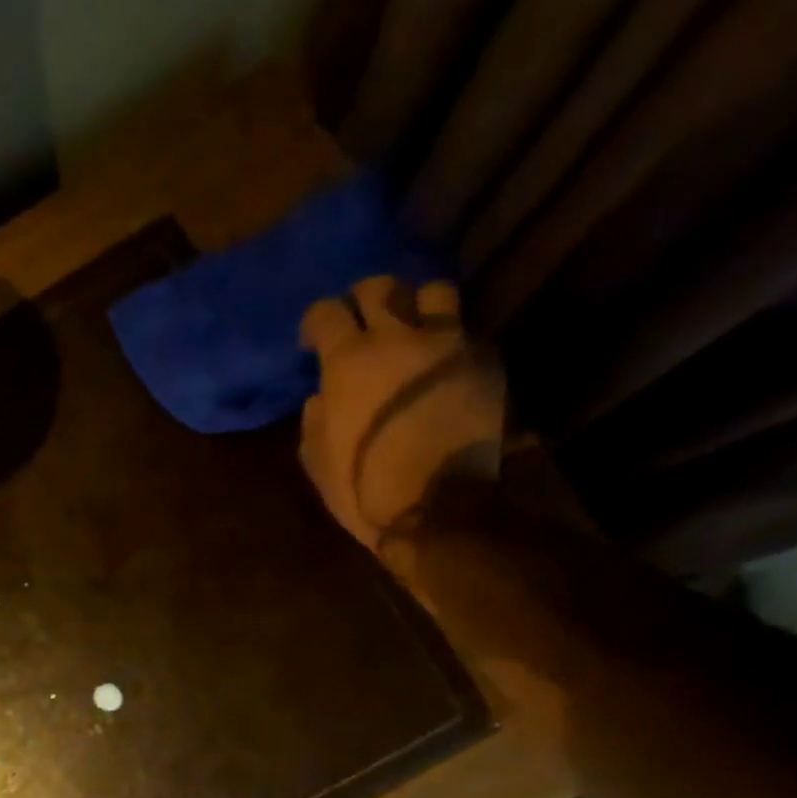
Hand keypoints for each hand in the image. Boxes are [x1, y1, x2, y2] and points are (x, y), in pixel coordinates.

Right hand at [298, 277, 504, 570]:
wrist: (437, 509)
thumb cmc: (364, 489)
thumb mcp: (317, 460)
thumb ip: (314, 418)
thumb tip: (322, 395)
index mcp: (350, 362)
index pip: (326, 312)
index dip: (316, 323)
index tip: (313, 342)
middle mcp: (399, 339)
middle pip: (380, 287)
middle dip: (362, 301)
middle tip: (360, 325)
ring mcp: (448, 345)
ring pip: (433, 291)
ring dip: (415, 306)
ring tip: (410, 330)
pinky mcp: (483, 363)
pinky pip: (464, 332)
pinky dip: (448, 342)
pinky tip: (441, 366)